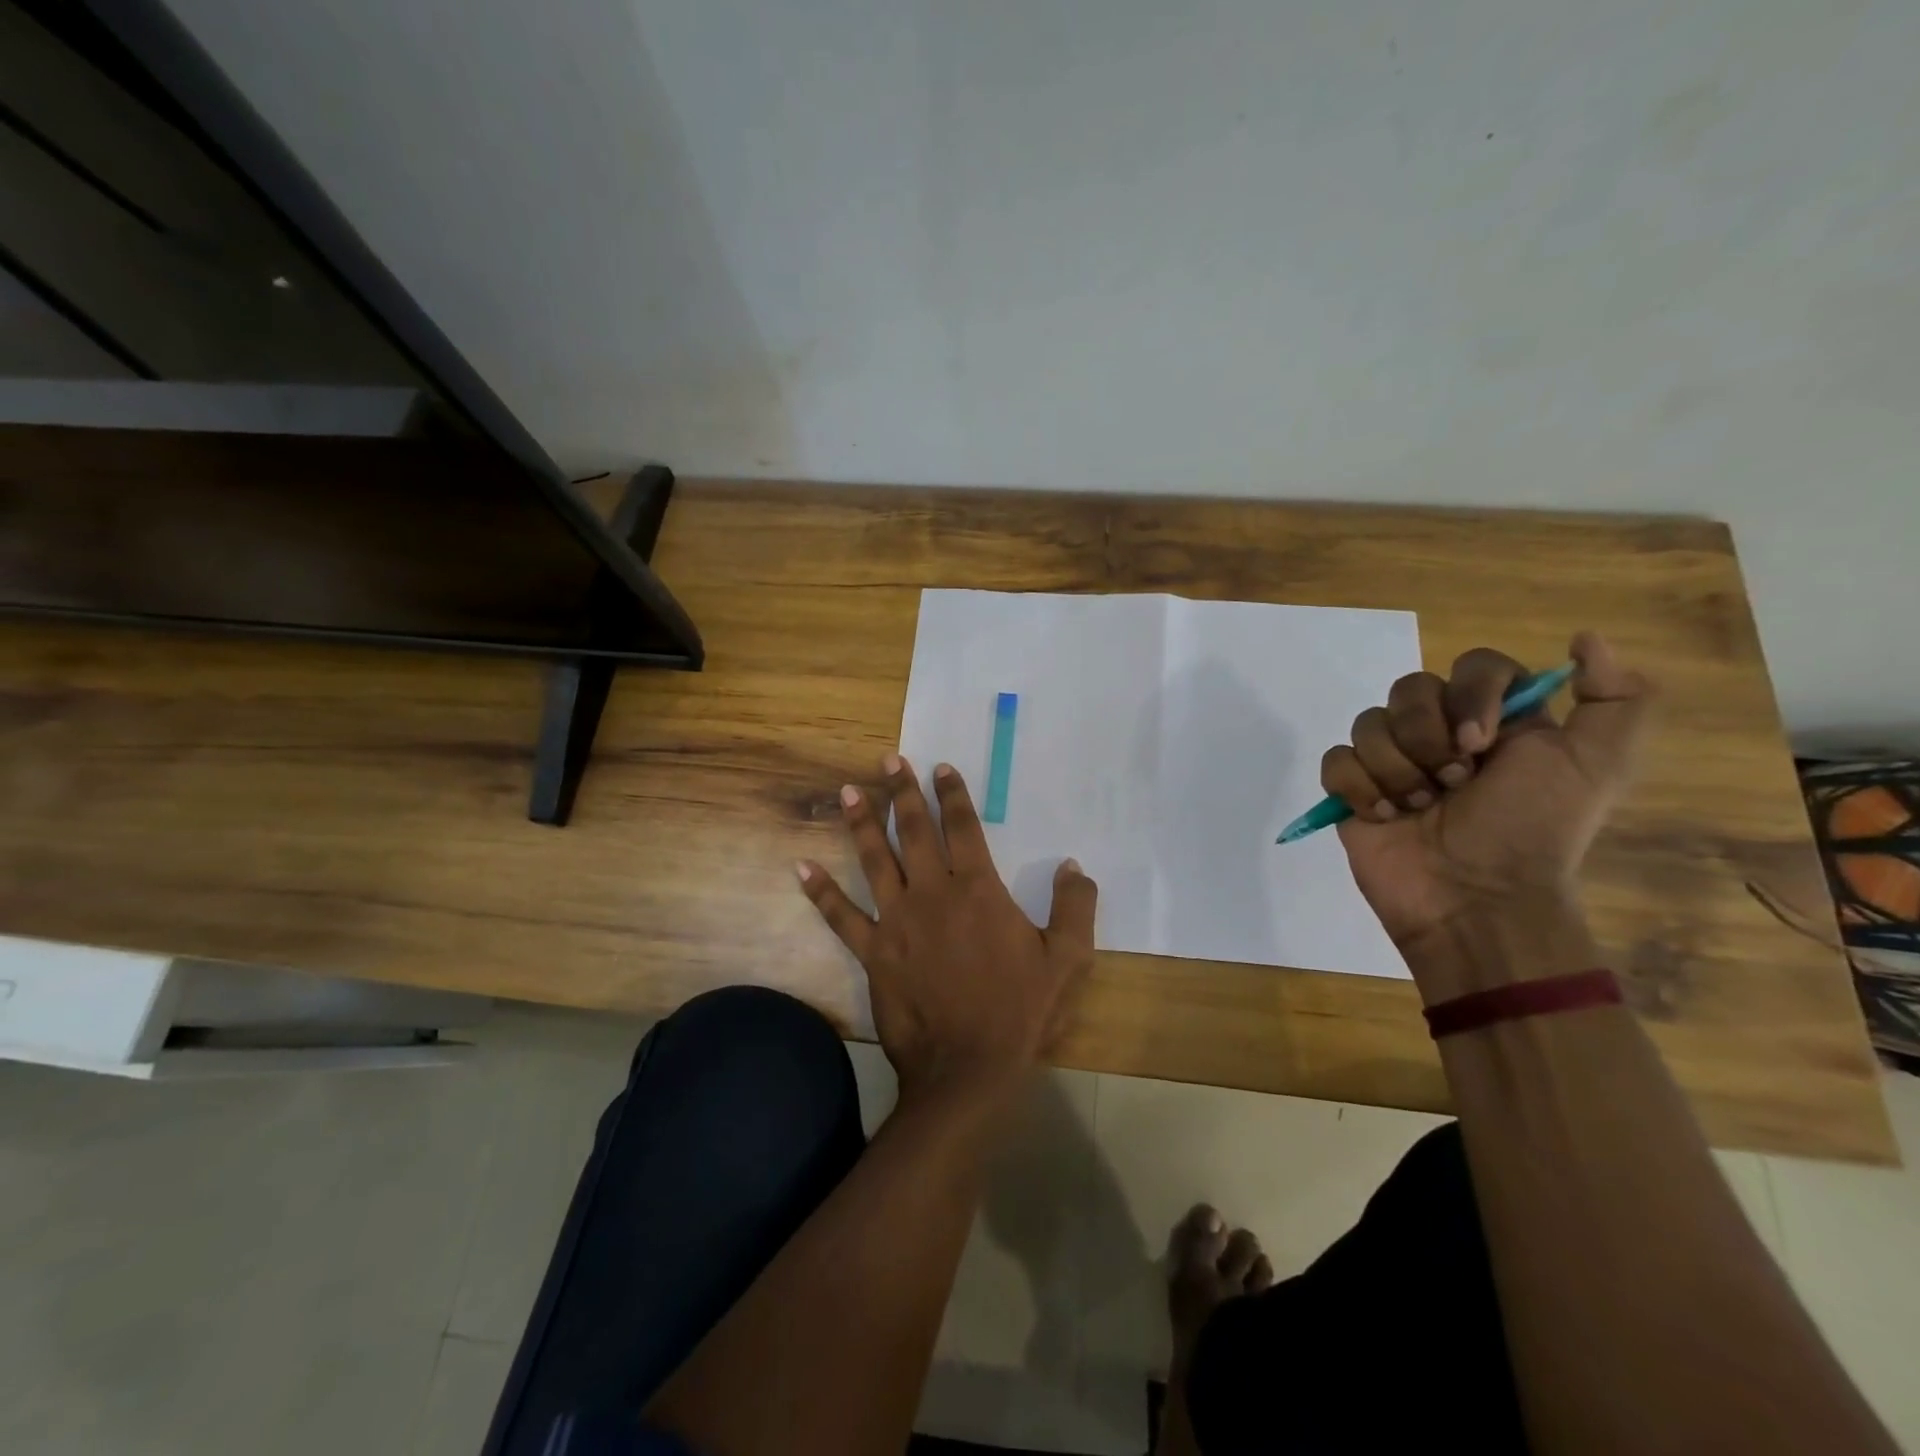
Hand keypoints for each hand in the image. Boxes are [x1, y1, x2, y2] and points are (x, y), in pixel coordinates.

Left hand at [797, 754, 1097, 1105]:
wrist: (968, 1068)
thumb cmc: (1020, 1012)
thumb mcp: (1067, 959)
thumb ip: (1075, 908)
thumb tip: (1074, 866)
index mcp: (978, 890)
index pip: (964, 828)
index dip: (952, 794)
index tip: (940, 768)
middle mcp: (933, 894)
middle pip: (915, 832)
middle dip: (902, 793)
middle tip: (888, 762)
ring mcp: (897, 922)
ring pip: (875, 861)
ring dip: (861, 824)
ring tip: (847, 792)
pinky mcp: (873, 953)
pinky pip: (841, 917)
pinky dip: (821, 892)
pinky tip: (801, 867)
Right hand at [1320, 631, 1653, 972]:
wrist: (1475, 899)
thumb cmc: (1531, 830)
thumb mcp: (1600, 766)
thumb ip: (1618, 699)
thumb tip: (1586, 639)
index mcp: (1496, 721)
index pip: (1473, 665)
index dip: (1470, 694)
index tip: (1481, 741)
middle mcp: (1441, 734)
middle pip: (1409, 689)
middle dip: (1427, 738)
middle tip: (1452, 783)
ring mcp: (1391, 762)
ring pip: (1368, 723)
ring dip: (1397, 770)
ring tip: (1418, 808)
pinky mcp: (1351, 791)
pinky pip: (1336, 760)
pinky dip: (1358, 787)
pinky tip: (1383, 816)